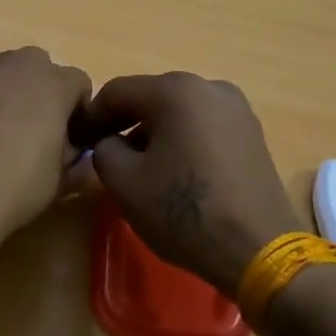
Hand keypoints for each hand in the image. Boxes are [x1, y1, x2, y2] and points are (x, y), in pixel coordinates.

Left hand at [0, 47, 92, 249]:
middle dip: (36, 94)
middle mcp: (10, 64)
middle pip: (34, 69)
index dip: (76, 112)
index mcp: (51, 82)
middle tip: (28, 134)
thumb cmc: (14, 188)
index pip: (78, 83)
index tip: (68, 140)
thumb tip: (85, 160)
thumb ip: (79, 163)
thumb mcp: (61, 182)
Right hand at [81, 73, 300, 298]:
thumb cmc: (184, 211)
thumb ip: (103, 150)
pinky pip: (203, 126)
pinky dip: (182, 140)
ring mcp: (236, 109)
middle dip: (123, 123)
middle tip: (104, 153)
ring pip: (179, 112)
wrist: (258, 248)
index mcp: (175, 91)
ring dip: (153, 132)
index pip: (117, 92)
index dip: (91, 116)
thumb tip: (110, 142)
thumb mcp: (124, 182)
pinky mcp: (252, 133)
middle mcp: (209, 87)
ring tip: (139, 167)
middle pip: (150, 97)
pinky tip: (174, 171)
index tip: (78, 142)